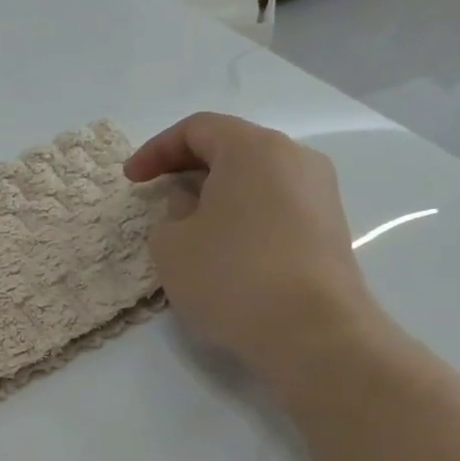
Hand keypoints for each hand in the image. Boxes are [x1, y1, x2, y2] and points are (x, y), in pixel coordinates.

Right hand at [125, 113, 383, 382]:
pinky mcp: (329, 227)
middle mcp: (294, 157)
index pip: (197, 129)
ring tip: (189, 223)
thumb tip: (192, 203)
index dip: (156, 149)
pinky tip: (224, 246)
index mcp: (253, 149)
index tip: (131, 180)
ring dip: (217, 192)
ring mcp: (319, 192)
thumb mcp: (171, 245)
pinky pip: (275, 204)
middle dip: (188, 167)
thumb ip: (170, 213)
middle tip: (157, 194)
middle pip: (232, 147)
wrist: (312, 331)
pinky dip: (243, 213)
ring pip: (256, 177)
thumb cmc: (230, 277)